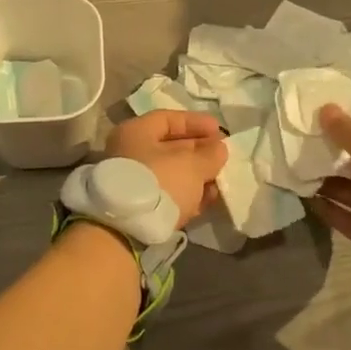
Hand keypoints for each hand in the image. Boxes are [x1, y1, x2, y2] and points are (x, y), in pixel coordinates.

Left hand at [104, 111, 226, 227]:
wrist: (128, 230)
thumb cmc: (160, 182)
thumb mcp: (191, 164)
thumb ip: (209, 154)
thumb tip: (219, 148)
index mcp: (136, 132)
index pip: (168, 119)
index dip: (196, 122)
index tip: (219, 131)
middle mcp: (130, 151)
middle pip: (170, 146)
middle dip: (199, 151)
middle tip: (222, 157)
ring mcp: (133, 180)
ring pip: (170, 172)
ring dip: (196, 176)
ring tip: (219, 182)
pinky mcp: (139, 206)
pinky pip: (167, 193)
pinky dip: (186, 194)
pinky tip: (206, 200)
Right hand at [312, 107, 350, 274]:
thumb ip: (345, 129)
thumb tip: (325, 108)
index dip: (348, 125)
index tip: (318, 123)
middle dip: (335, 156)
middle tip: (304, 149)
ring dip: (329, 183)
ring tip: (299, 173)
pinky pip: (350, 218)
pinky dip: (331, 209)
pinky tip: (308, 200)